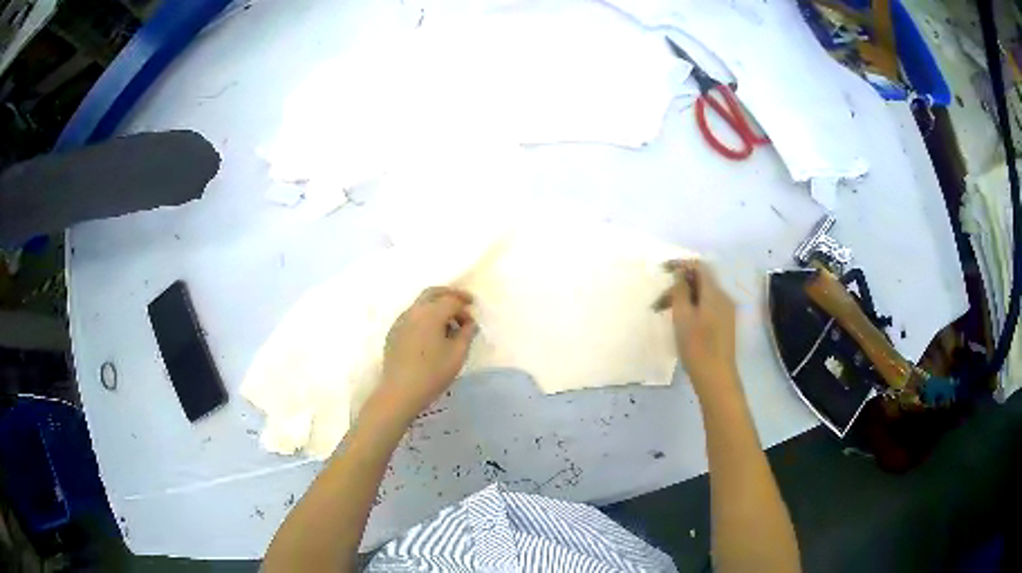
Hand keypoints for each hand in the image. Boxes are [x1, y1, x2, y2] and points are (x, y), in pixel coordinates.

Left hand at [377, 287, 476, 420]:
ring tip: (448, 323)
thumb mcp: (457, 354)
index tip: (473, 317)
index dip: (465, 306)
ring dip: (436, 306)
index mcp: (431, 313)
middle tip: (462, 303)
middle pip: (433, 293)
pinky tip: (431, 334)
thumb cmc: (432, 373)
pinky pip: (412, 316)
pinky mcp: (393, 332)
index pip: (451, 300)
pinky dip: (425, 316)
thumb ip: (467, 334)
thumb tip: (469, 323)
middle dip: (449, 295)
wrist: (400, 391)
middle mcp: (414, 311)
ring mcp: (401, 320)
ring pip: (421, 304)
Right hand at [654, 260, 737, 392]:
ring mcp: (726, 312)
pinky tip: (682, 323)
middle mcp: (724, 298)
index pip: (699, 266)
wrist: (716, 377)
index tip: (662, 270)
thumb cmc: (697, 346)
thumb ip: (680, 290)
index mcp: (714, 293)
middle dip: (678, 287)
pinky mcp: (725, 325)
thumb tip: (680, 274)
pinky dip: (692, 308)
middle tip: (658, 303)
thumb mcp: (682, 316)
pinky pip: (707, 307)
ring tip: (666, 315)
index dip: (680, 264)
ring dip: (684, 299)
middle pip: (700, 282)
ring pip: (703, 296)